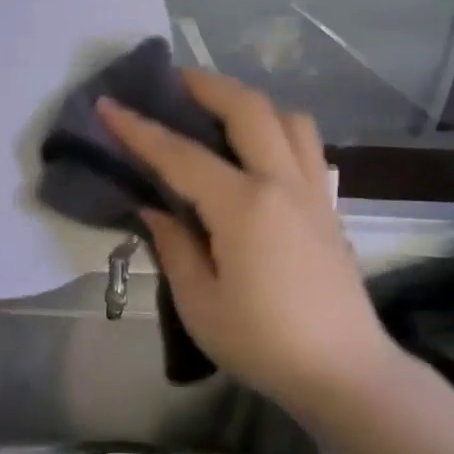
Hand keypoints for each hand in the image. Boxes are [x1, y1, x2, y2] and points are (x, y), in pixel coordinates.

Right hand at [97, 71, 393, 411]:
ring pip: (288, 118)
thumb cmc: (263, 343)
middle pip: (248, 109)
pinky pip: (305, 145)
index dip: (139, 128)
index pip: (181, 154)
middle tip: (173, 81)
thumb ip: (174, 245)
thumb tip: (154, 208)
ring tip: (218, 113)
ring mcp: (312, 190)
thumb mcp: (200, 303)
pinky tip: (254, 152)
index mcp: (245, 206)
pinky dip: (276, 129)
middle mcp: (282, 183)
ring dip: (250, 102)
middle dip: (206, 85)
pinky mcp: (328, 205)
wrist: (344, 372)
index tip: (108, 104)